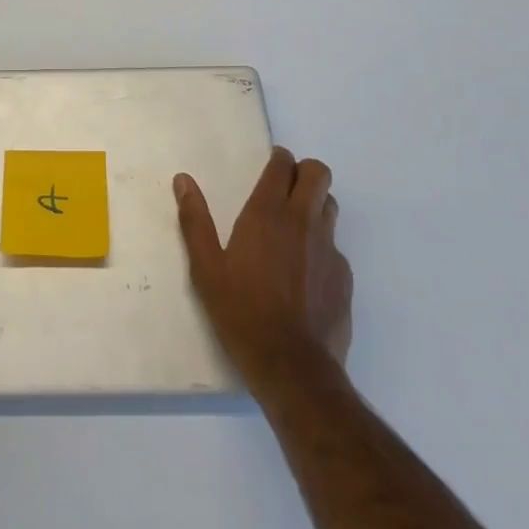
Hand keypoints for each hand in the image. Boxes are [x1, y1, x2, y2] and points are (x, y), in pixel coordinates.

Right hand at [174, 146, 351, 392]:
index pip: (284, 165)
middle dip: (304, 173)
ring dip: (315, 205)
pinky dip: (322, 247)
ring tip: (295, 228)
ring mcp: (329, 249)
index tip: (270, 165)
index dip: (279, 159)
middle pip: (318, 174)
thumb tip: (183, 180)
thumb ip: (195, 220)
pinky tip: (305, 274)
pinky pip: (335, 247)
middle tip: (285, 189)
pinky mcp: (344, 278)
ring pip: (330, 207)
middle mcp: (303, 222)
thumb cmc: (242, 313)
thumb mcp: (206, 268)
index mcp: (267, 214)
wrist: (293, 369)